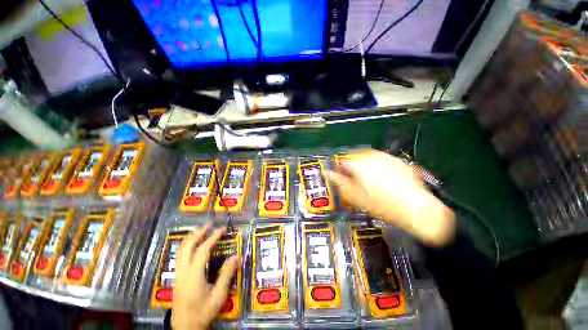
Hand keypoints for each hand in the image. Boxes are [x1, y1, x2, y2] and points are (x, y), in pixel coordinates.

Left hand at [172, 224, 240, 329]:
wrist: (185, 328)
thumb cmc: (203, 312)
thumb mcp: (218, 296)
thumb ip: (227, 275)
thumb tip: (237, 256)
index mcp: (194, 275)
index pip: (203, 250)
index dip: (213, 237)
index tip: (222, 229)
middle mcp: (183, 271)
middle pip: (187, 246)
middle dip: (198, 233)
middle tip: (209, 224)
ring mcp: (178, 274)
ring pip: (180, 251)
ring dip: (191, 238)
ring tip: (201, 230)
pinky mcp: (177, 277)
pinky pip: (179, 256)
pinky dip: (186, 245)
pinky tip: (193, 245)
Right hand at [327, 150, 454, 246]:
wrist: (416, 209)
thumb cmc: (380, 204)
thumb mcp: (354, 195)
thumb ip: (338, 181)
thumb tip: (326, 172)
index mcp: (358, 164)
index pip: (341, 162)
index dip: (338, 171)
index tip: (341, 179)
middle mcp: (371, 156)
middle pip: (354, 159)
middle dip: (352, 169)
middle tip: (355, 183)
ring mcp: (386, 157)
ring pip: (368, 160)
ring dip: (364, 168)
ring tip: (370, 183)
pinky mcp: (397, 161)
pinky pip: (381, 162)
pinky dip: (377, 168)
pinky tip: (383, 181)